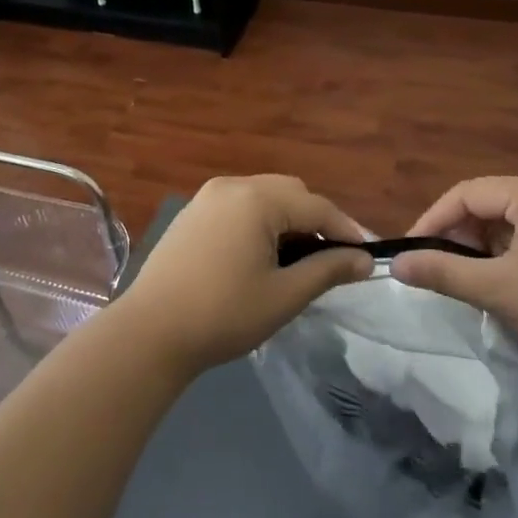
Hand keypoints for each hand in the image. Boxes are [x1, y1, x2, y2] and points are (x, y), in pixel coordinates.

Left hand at [116, 175, 371, 376]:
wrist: (150, 332)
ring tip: (300, 258)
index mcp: (257, 198)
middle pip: (290, 192)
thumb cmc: (223, 314)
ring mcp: (208, 196)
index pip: (316, 205)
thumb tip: (363, 260)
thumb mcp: (284, 295)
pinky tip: (262, 254)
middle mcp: (232, 185)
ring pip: (264, 196)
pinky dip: (260, 221)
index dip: (346, 229)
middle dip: (316, 220)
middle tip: (332, 258)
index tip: (367, 256)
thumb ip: (327, 270)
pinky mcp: (192, 213)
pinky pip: (239, 205)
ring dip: (288, 219)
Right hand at [391, 176, 517, 384]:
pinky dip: (508, 256)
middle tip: (439, 269)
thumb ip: (442, 271)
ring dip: (483, 248)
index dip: (433, 220)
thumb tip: (396, 264)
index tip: (411, 252)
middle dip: (459, 235)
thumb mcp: (497, 289)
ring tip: (468, 281)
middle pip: (488, 204)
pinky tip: (504, 285)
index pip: (467, 193)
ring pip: (509, 223)